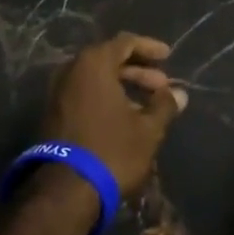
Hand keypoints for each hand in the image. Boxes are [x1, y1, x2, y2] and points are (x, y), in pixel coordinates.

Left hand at [43, 32, 186, 197]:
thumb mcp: (147, 129)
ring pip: (96, 79)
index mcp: (94, 63)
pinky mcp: (53, 114)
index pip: (125, 43)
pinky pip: (85, 94)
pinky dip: (106, 98)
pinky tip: (125, 118)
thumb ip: (164, 105)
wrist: (65, 191)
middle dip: (138, 71)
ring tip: (148, 106)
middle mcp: (72, 70)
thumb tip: (179, 93)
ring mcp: (59, 92)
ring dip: (123, 86)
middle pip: (109, 59)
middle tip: (161, 86)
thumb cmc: (112, 150)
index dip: (149, 48)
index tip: (168, 57)